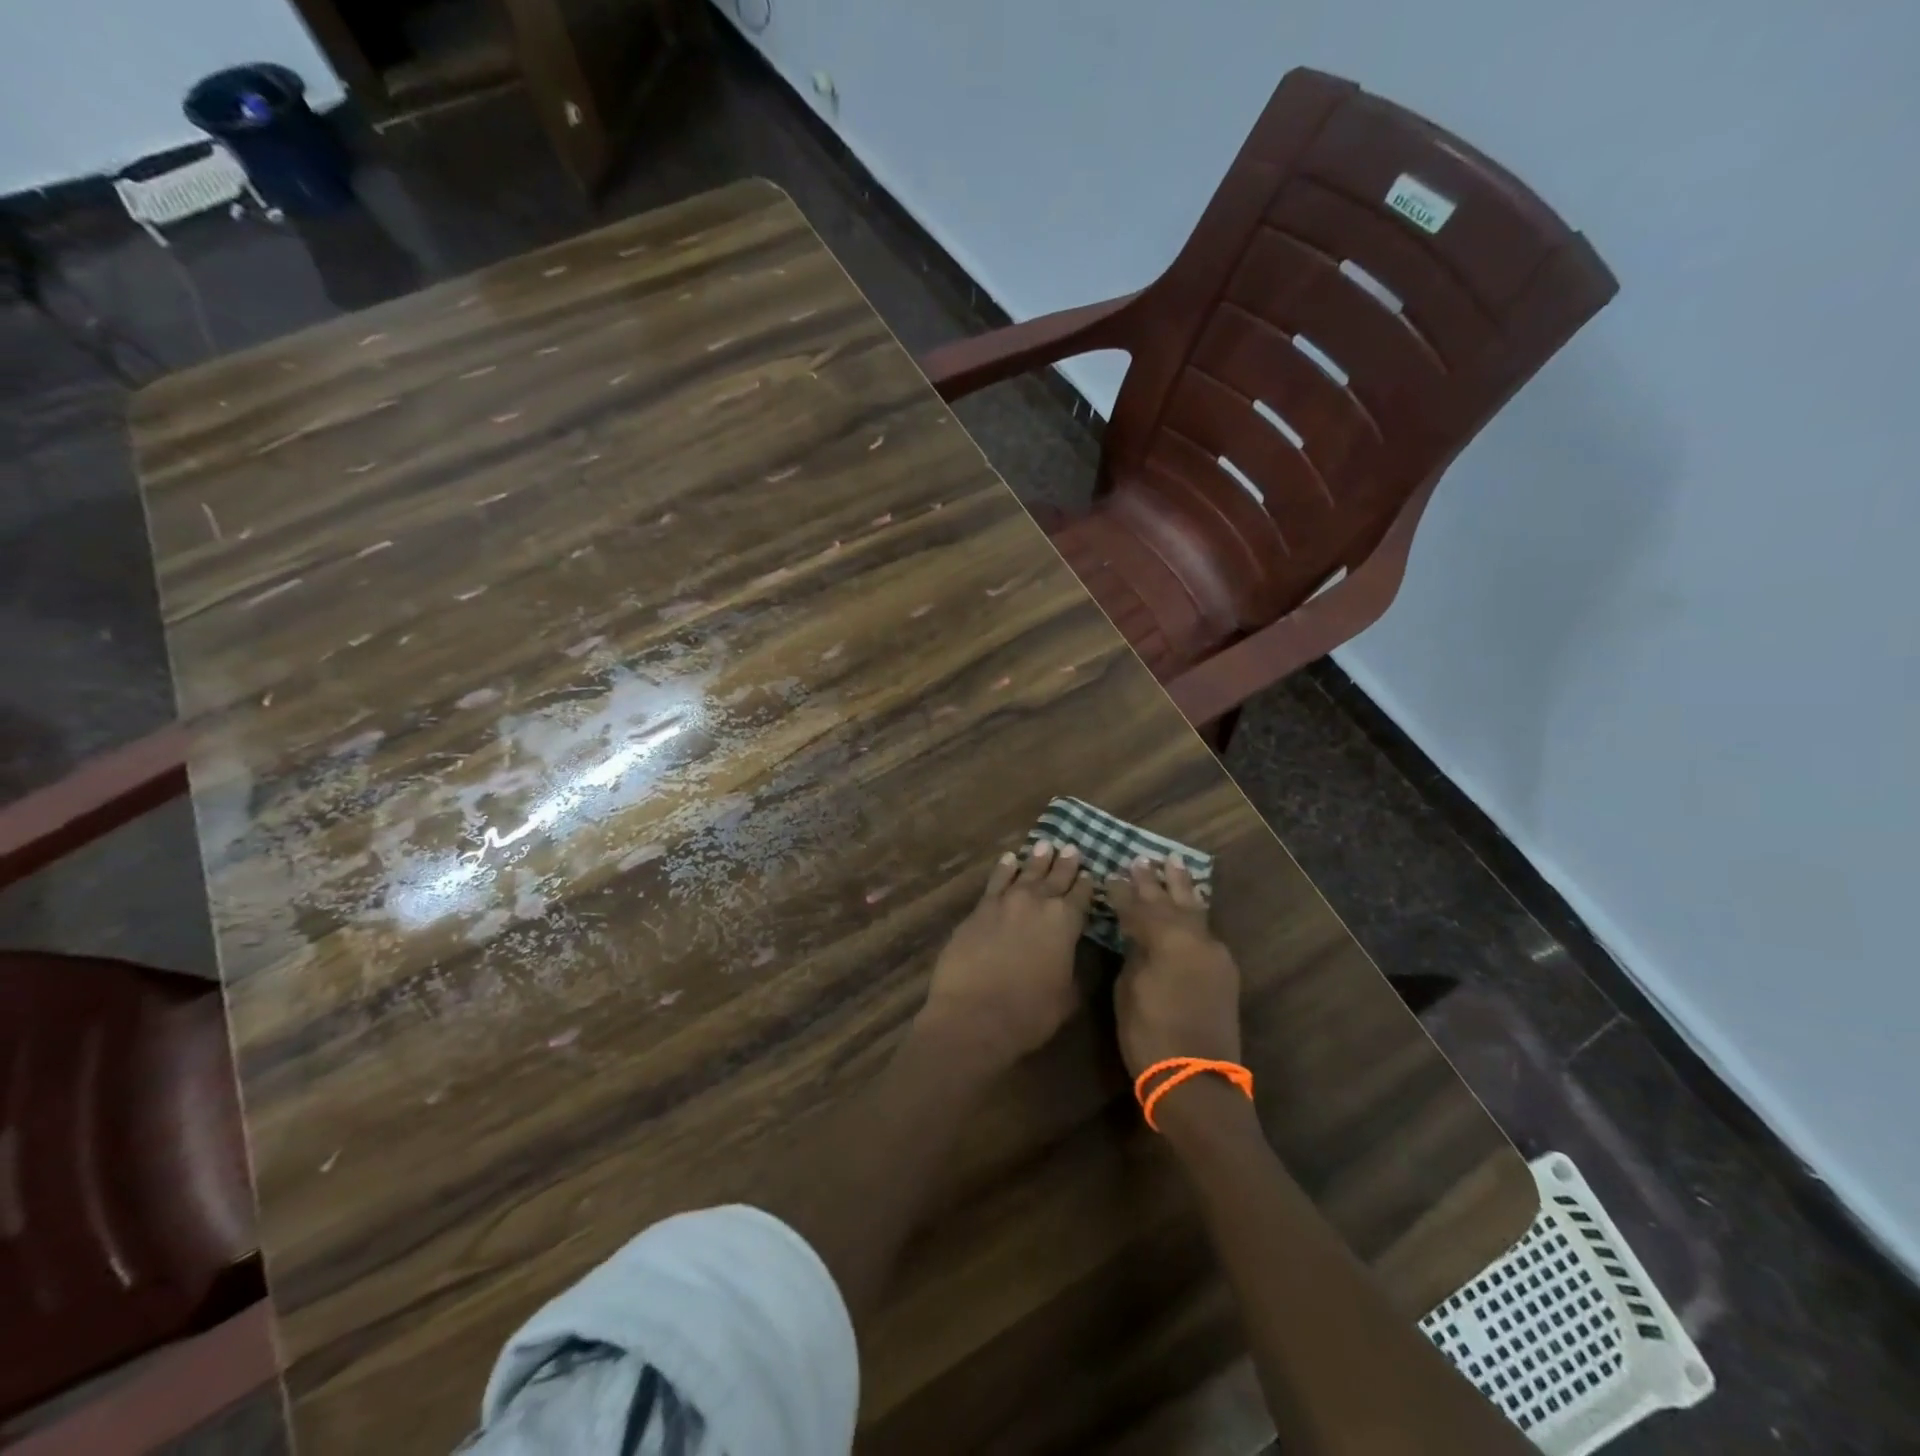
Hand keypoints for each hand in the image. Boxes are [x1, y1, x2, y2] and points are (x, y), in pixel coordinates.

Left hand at [918, 841, 1094, 1072]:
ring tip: (1045, 844)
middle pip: (1055, 878)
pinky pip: (996, 880)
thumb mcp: (1068, 996)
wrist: (974, 1015)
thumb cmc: (1029, 1013)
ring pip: (1026, 873)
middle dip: (1065, 864)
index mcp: (1065, 922)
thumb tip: (1078, 954)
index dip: (1086, 884)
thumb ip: (1076, 969)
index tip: (1090, 873)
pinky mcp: (980, 909)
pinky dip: (1005, 868)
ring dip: (1037, 859)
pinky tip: (1009, 859)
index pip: (1081, 896)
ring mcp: (1006, 902)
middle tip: (1071, 848)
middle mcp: (1037, 903)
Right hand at [1108, 856, 1241, 1077]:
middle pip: (1171, 901)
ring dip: (1182, 887)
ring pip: (1195, 910)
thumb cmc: (1150, 1035)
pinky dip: (1195, 911)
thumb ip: (1134, 954)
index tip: (1110, 874)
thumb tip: (1137, 936)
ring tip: (1173, 863)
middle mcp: (1196, 938)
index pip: (1139, 906)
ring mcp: (1215, 954)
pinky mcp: (1224, 972)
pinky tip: (1191, 903)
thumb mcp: (1129, 990)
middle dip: (1154, 881)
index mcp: (1167, 939)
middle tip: (1141, 859)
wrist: (1197, 1081)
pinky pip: (1206, 929)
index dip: (1121, 891)